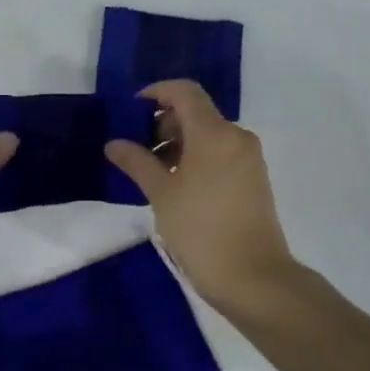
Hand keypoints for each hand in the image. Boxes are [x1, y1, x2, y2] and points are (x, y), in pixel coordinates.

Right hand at [105, 80, 294, 309]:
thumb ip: (136, 162)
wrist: (254, 279)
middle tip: (137, 150)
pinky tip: (176, 186)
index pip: (185, 91)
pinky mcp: (253, 180)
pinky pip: (220, 154)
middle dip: (163, 123)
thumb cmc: (201, 230)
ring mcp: (248, 159)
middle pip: (196, 112)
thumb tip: (114, 143)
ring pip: (208, 135)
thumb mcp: (161, 194)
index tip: (131, 112)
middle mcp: (236, 137)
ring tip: (152, 173)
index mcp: (215, 133)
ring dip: (178, 143)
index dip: (156, 93)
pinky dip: (195, 158)